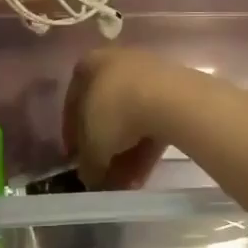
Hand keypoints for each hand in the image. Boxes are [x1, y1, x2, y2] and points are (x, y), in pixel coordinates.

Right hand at [64, 48, 194, 188]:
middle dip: (103, 148)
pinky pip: (153, 123)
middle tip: (102, 175)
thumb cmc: (116, 111)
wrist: (170, 99)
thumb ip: (87, 162)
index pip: (74, 102)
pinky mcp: (175, 93)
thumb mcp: (92, 144)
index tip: (74, 159)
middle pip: (106, 113)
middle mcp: (119, 63)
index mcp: (91, 64)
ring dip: (125, 154)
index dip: (72, 134)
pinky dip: (145, 149)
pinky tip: (141, 176)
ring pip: (131, 121)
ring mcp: (150, 76)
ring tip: (123, 184)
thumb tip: (89, 177)